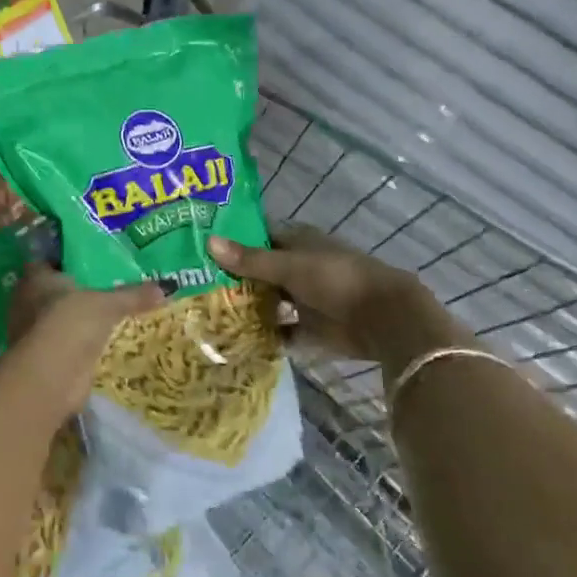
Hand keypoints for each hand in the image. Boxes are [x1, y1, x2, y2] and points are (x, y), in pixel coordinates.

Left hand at [4, 264, 163, 417]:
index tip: (90, 259)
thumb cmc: (70, 323)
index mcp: (36, 279)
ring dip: (76, 319)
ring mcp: (33, 333)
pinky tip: (99, 342)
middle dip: (75, 290)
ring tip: (107, 314)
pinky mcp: (43, 359)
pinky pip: (64, 342)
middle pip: (53, 290)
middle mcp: (28, 302)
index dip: (66, 259)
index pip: (48, 261)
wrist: (50, 377)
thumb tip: (167, 287)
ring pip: (58, 318)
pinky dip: (78, 343)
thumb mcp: (108, 304)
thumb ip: (133, 295)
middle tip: (106, 285)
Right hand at [209, 226, 467, 363]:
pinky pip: (281, 330)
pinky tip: (235, 339)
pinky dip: (264, 335)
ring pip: (269, 300)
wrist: (383, 319)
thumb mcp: (289, 266)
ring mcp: (304, 298)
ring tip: (207, 313)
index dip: (233, 242)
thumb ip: (250, 259)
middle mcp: (299, 267)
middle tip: (194, 285)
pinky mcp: (310, 328)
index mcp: (297, 242)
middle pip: (260, 271)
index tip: (200, 249)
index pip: (258, 237)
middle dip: (234, 278)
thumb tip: (209, 242)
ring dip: (247, 307)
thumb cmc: (336, 280)